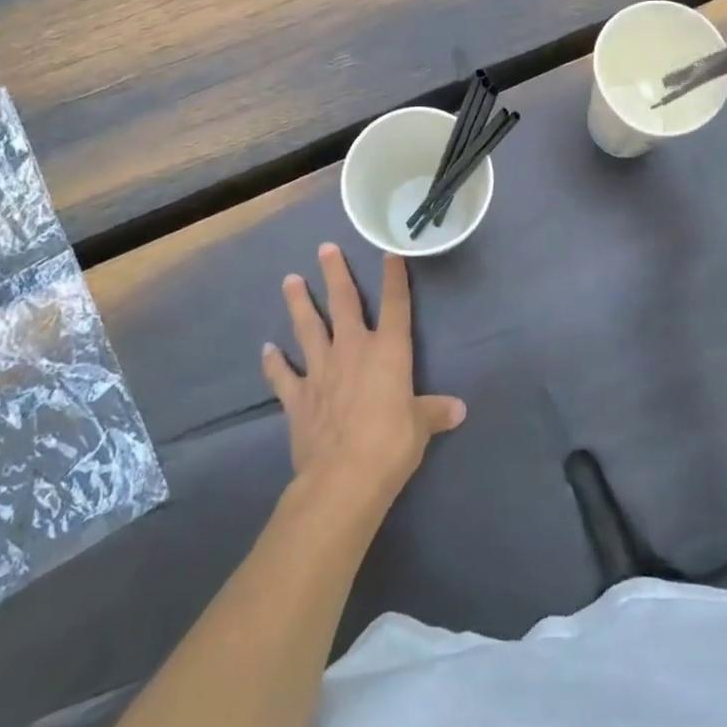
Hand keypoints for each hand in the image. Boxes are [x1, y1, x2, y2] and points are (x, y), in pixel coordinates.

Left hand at [261, 245, 465, 516]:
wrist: (343, 478)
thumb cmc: (391, 444)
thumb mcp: (421, 427)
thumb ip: (435, 412)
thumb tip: (459, 409)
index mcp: (388, 351)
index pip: (395, 305)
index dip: (394, 278)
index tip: (390, 253)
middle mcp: (353, 350)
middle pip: (344, 303)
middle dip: (335, 274)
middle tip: (325, 248)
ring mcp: (321, 371)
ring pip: (308, 328)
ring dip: (298, 303)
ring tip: (289, 280)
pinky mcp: (297, 397)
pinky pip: (283, 375)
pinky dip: (274, 362)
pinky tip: (267, 349)